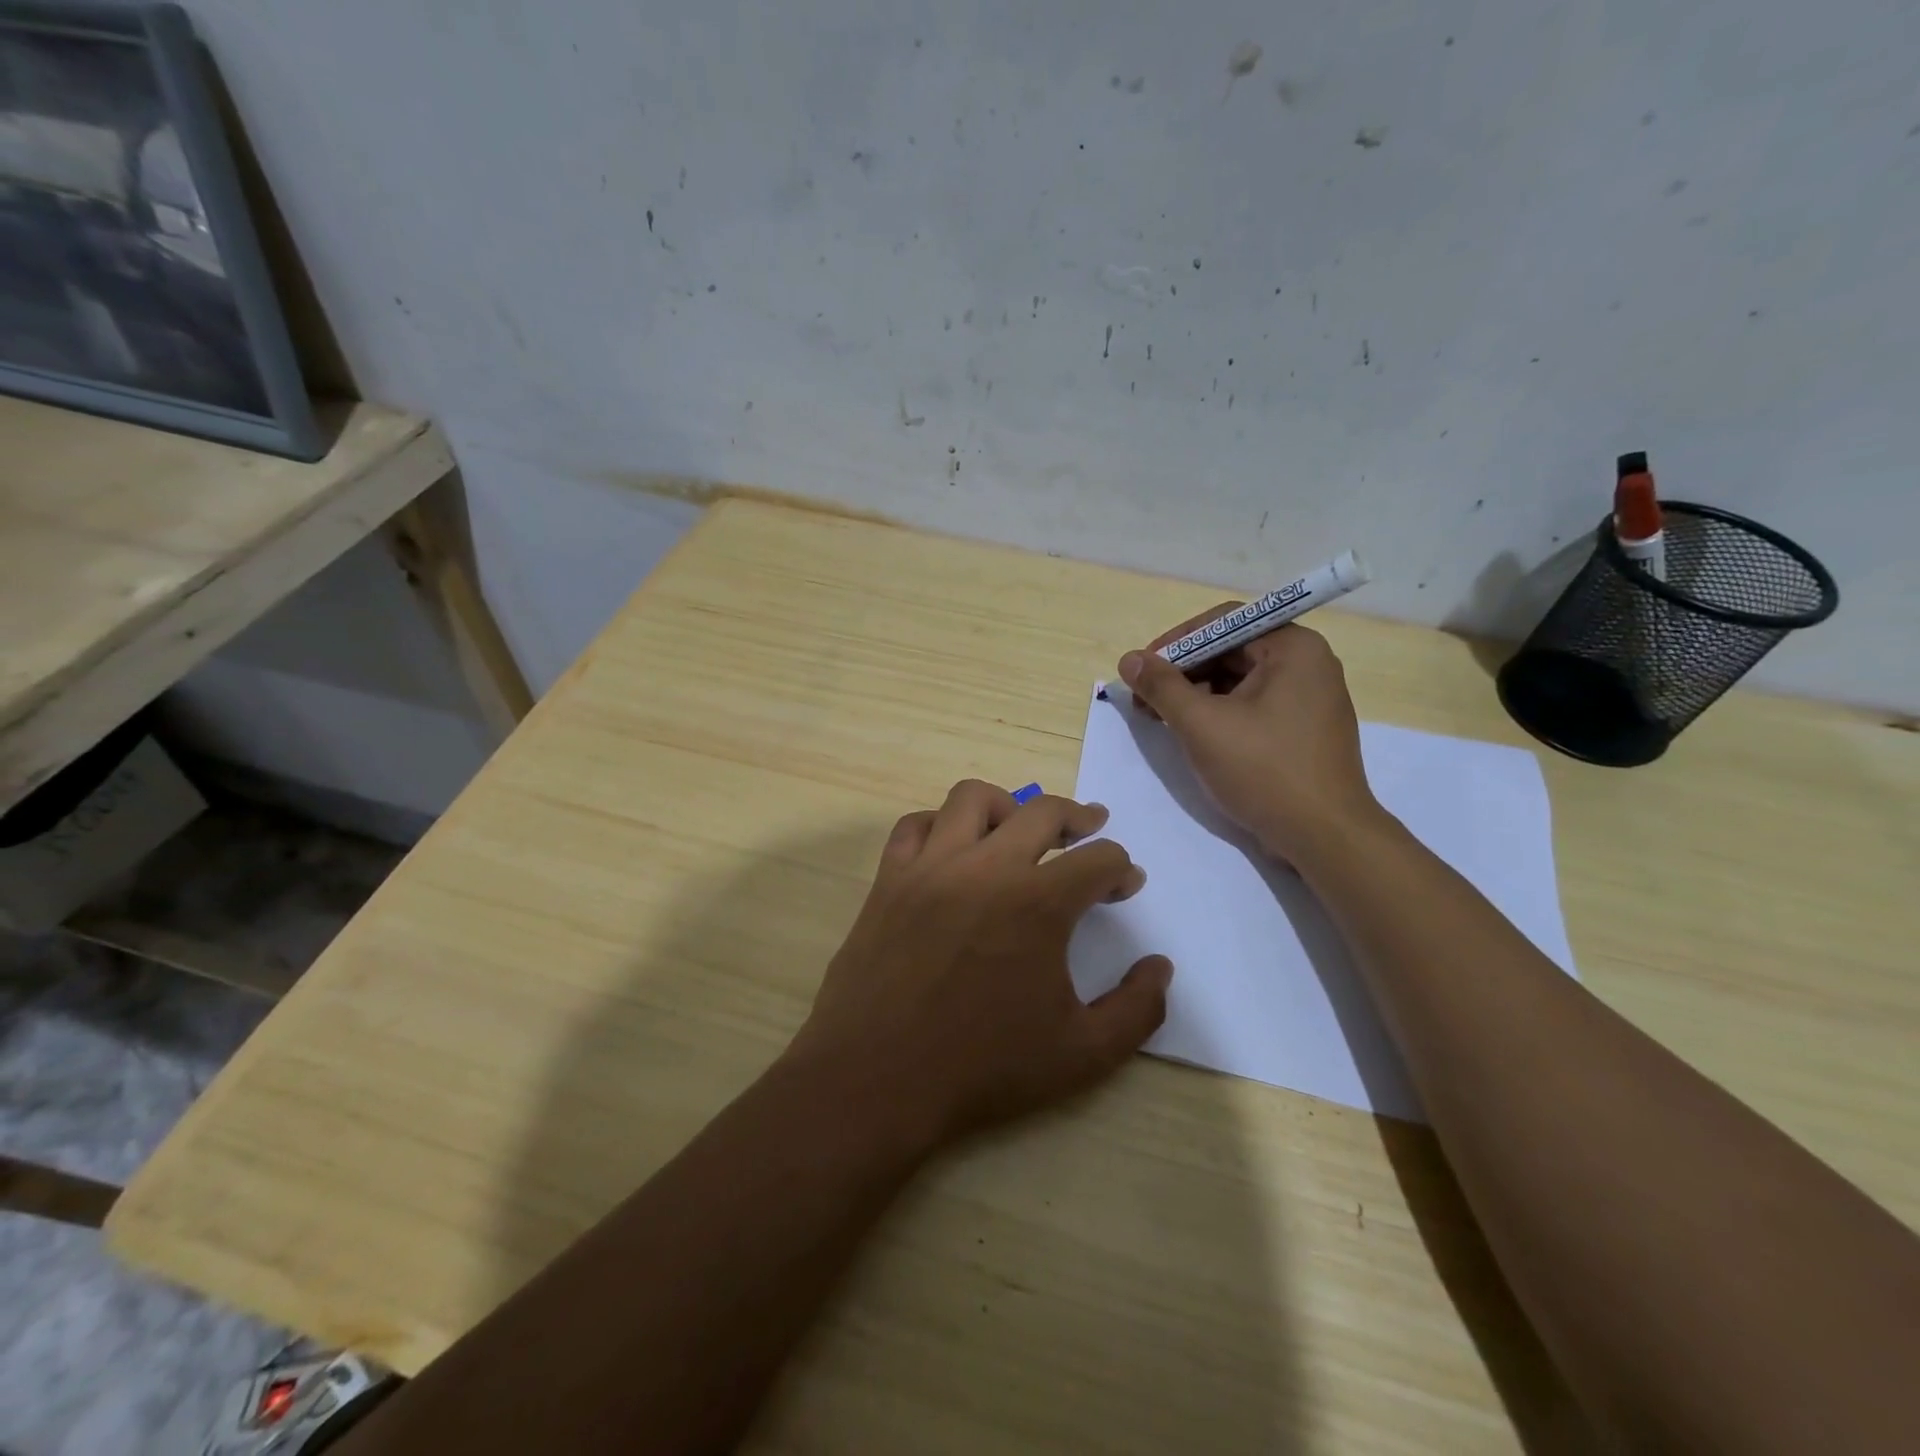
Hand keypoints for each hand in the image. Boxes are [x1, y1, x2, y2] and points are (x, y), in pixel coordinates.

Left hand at [785, 780, 1171, 1149]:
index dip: (1121, 868)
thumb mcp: (1082, 1055)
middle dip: (1078, 816)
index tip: (1125, 884)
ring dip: (1006, 806)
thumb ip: (1138, 1009)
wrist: (877, 1080)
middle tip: (1090, 827)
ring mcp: (931, 866)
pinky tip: (951, 848)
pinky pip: (914, 825)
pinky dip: (939, 825)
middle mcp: (986, 867)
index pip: (1098, 860)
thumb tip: (1160, 966)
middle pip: (1043, 811)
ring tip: (1018, 830)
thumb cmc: (983, 1069)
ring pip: (972, 799)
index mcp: (1038, 903)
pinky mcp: (889, 878)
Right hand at [1117, 611, 1380, 864]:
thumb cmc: (1264, 771)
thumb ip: (1162, 686)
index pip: (1224, 622)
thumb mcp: (1202, 725)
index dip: (1177, 642)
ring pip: (1240, 681)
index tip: (1143, 668)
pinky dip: (1220, 713)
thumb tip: (1129, 658)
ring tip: (1161, 719)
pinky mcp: (1304, 729)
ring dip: (1197, 694)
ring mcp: (1309, 698)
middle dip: (1183, 671)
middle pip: (1231, 650)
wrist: (1325, 837)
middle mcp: (1307, 663)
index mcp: (1293, 648)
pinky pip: (1254, 705)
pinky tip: (1193, 734)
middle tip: (1145, 698)